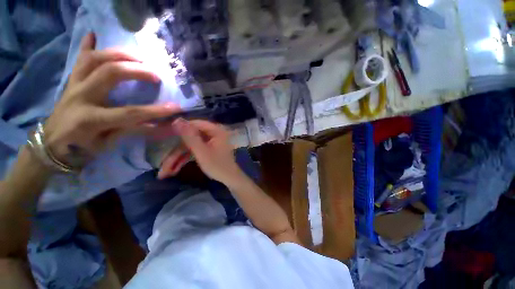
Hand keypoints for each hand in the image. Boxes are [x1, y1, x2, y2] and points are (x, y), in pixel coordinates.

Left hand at [44, 33, 179, 167]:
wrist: (51, 144)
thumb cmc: (81, 149)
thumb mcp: (108, 143)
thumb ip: (132, 130)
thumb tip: (159, 125)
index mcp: (91, 119)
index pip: (130, 112)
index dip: (155, 110)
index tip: (175, 107)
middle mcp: (81, 96)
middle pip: (110, 73)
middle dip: (137, 71)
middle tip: (156, 74)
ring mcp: (74, 85)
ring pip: (95, 59)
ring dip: (119, 54)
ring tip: (138, 57)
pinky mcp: (70, 81)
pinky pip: (79, 59)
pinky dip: (87, 46)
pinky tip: (95, 36)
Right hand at [171, 118, 241, 183]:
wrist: (230, 179)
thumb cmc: (218, 165)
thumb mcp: (202, 152)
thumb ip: (190, 136)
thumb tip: (177, 120)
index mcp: (216, 130)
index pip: (195, 123)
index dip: (180, 128)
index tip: (165, 134)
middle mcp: (214, 133)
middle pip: (191, 137)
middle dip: (176, 151)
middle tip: (164, 164)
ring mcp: (211, 141)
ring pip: (191, 145)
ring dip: (179, 157)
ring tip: (165, 172)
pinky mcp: (208, 148)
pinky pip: (195, 150)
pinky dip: (186, 158)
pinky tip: (174, 169)